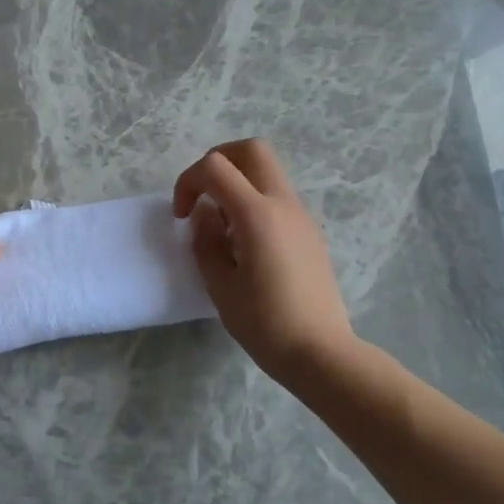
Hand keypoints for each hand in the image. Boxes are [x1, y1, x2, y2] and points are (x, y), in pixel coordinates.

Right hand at [173, 139, 354, 384]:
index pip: (215, 167)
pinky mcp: (309, 234)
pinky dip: (254, 202)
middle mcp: (283, 204)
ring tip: (222, 227)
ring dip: (238, 183)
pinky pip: (278, 198)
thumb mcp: (220, 285)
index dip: (188, 181)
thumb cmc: (265, 323)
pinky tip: (245, 244)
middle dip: (218, 161)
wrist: (321, 353)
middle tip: (202, 194)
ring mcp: (301, 217)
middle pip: (252, 150)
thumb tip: (206, 215)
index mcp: (257, 214)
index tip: (182, 215)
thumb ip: (206, 241)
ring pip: (268, 172)